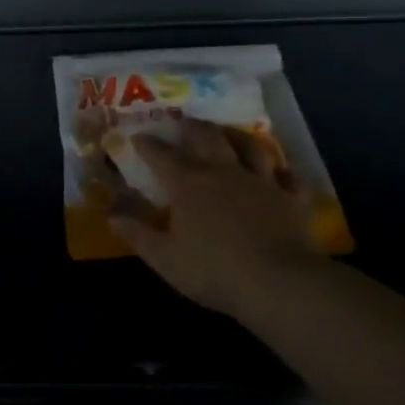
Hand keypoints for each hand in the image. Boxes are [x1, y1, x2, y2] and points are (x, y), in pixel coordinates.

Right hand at [110, 121, 326, 322]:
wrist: (278, 282)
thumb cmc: (213, 270)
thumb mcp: (164, 258)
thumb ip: (137, 234)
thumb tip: (111, 215)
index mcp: (188, 184)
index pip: (162, 156)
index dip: (147, 144)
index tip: (138, 136)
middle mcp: (224, 172)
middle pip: (207, 138)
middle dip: (192, 127)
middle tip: (185, 121)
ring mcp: (262, 182)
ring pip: (251, 147)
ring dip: (238, 137)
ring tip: (230, 133)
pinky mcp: (292, 198)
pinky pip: (289, 177)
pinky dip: (283, 171)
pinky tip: (280, 171)